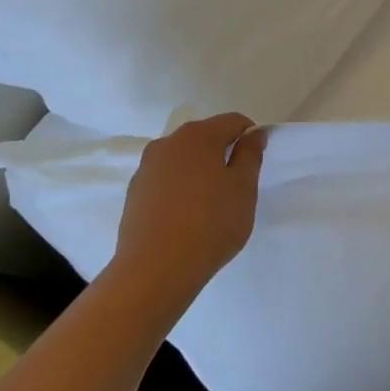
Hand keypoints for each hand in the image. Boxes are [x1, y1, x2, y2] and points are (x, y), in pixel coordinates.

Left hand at [113, 113, 266, 298]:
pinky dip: (180, 187)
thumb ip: (250, 155)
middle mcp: (168, 142)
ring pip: (183, 158)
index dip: (250, 137)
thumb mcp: (243, 189)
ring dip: (200, 170)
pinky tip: (186, 216)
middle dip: (223, 153)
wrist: (155, 269)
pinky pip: (165, 179)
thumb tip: (253, 134)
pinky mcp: (134, 192)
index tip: (255, 164)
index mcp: (198, 135)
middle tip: (236, 185)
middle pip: (205, 136)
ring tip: (210, 203)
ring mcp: (146, 167)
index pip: (233, 121)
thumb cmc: (210, 224)